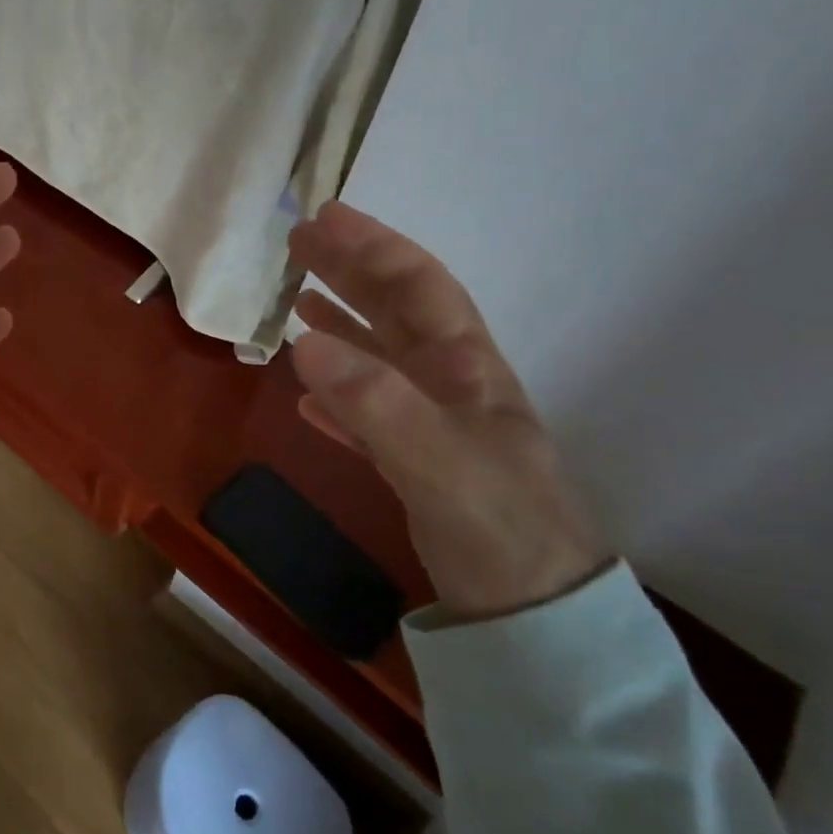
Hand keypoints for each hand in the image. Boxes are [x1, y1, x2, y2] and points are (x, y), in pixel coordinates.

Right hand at [287, 201, 604, 618]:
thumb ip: (376, 402)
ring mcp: (433, 424)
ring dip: (342, 323)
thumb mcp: (439, 461)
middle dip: (350, 271)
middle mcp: (451, 385)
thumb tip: (305, 341)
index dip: (373, 247)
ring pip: (380, 357)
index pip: (419, 287)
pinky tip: (308, 395)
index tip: (325, 218)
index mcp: (466, 367)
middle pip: (396, 311)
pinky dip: (338, 393)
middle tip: (299, 244)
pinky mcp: (417, 462)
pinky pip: (369, 411)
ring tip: (298, 300)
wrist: (534, 615)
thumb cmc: (497, 528)